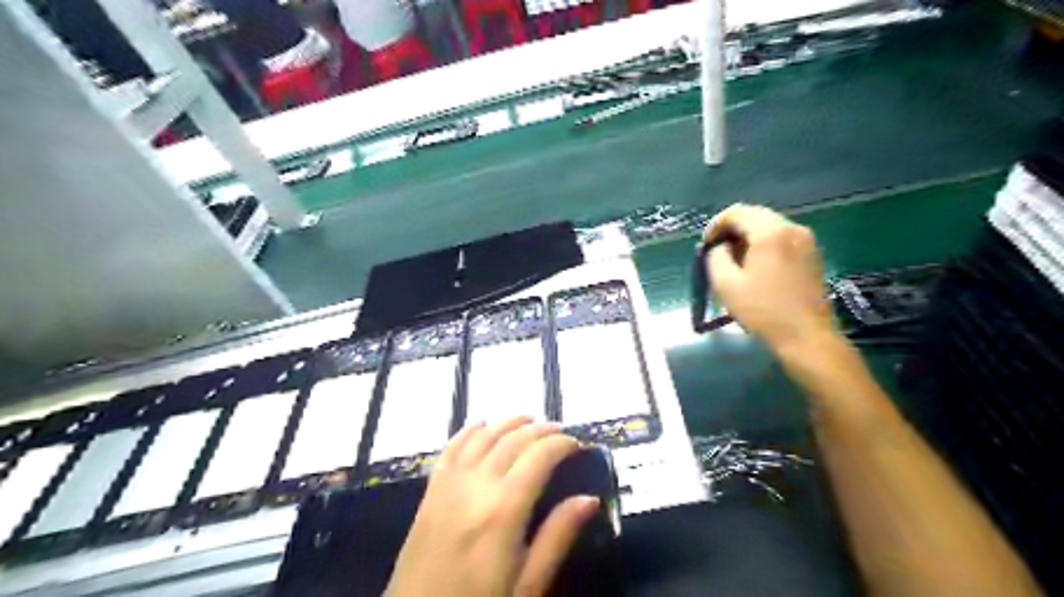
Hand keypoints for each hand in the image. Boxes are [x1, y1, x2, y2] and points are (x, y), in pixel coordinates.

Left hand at [384, 418, 600, 596]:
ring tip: (528, 419)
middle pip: (512, 440)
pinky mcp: (430, 491)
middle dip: (540, 429)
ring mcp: (449, 484)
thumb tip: (590, 499)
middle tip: (559, 431)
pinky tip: (481, 424)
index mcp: (504, 509)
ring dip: (507, 422)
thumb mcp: (528, 584)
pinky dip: (469, 431)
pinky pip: (451, 448)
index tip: (577, 445)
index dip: (561, 444)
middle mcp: (476, 485)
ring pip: (483, 436)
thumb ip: (557, 536)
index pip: (539, 457)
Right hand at [704, 202, 835, 349]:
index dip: (715, 225)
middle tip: (717, 251)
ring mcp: (806, 240)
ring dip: (748, 238)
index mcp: (770, 232)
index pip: (737, 212)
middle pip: (755, 216)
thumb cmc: (763, 310)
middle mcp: (792, 228)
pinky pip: (782, 239)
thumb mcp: (726, 284)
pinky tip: (757, 267)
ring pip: (769, 227)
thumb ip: (716, 257)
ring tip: (735, 261)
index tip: (706, 246)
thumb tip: (720, 247)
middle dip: (732, 230)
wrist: (806, 336)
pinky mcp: (813, 254)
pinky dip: (765, 245)